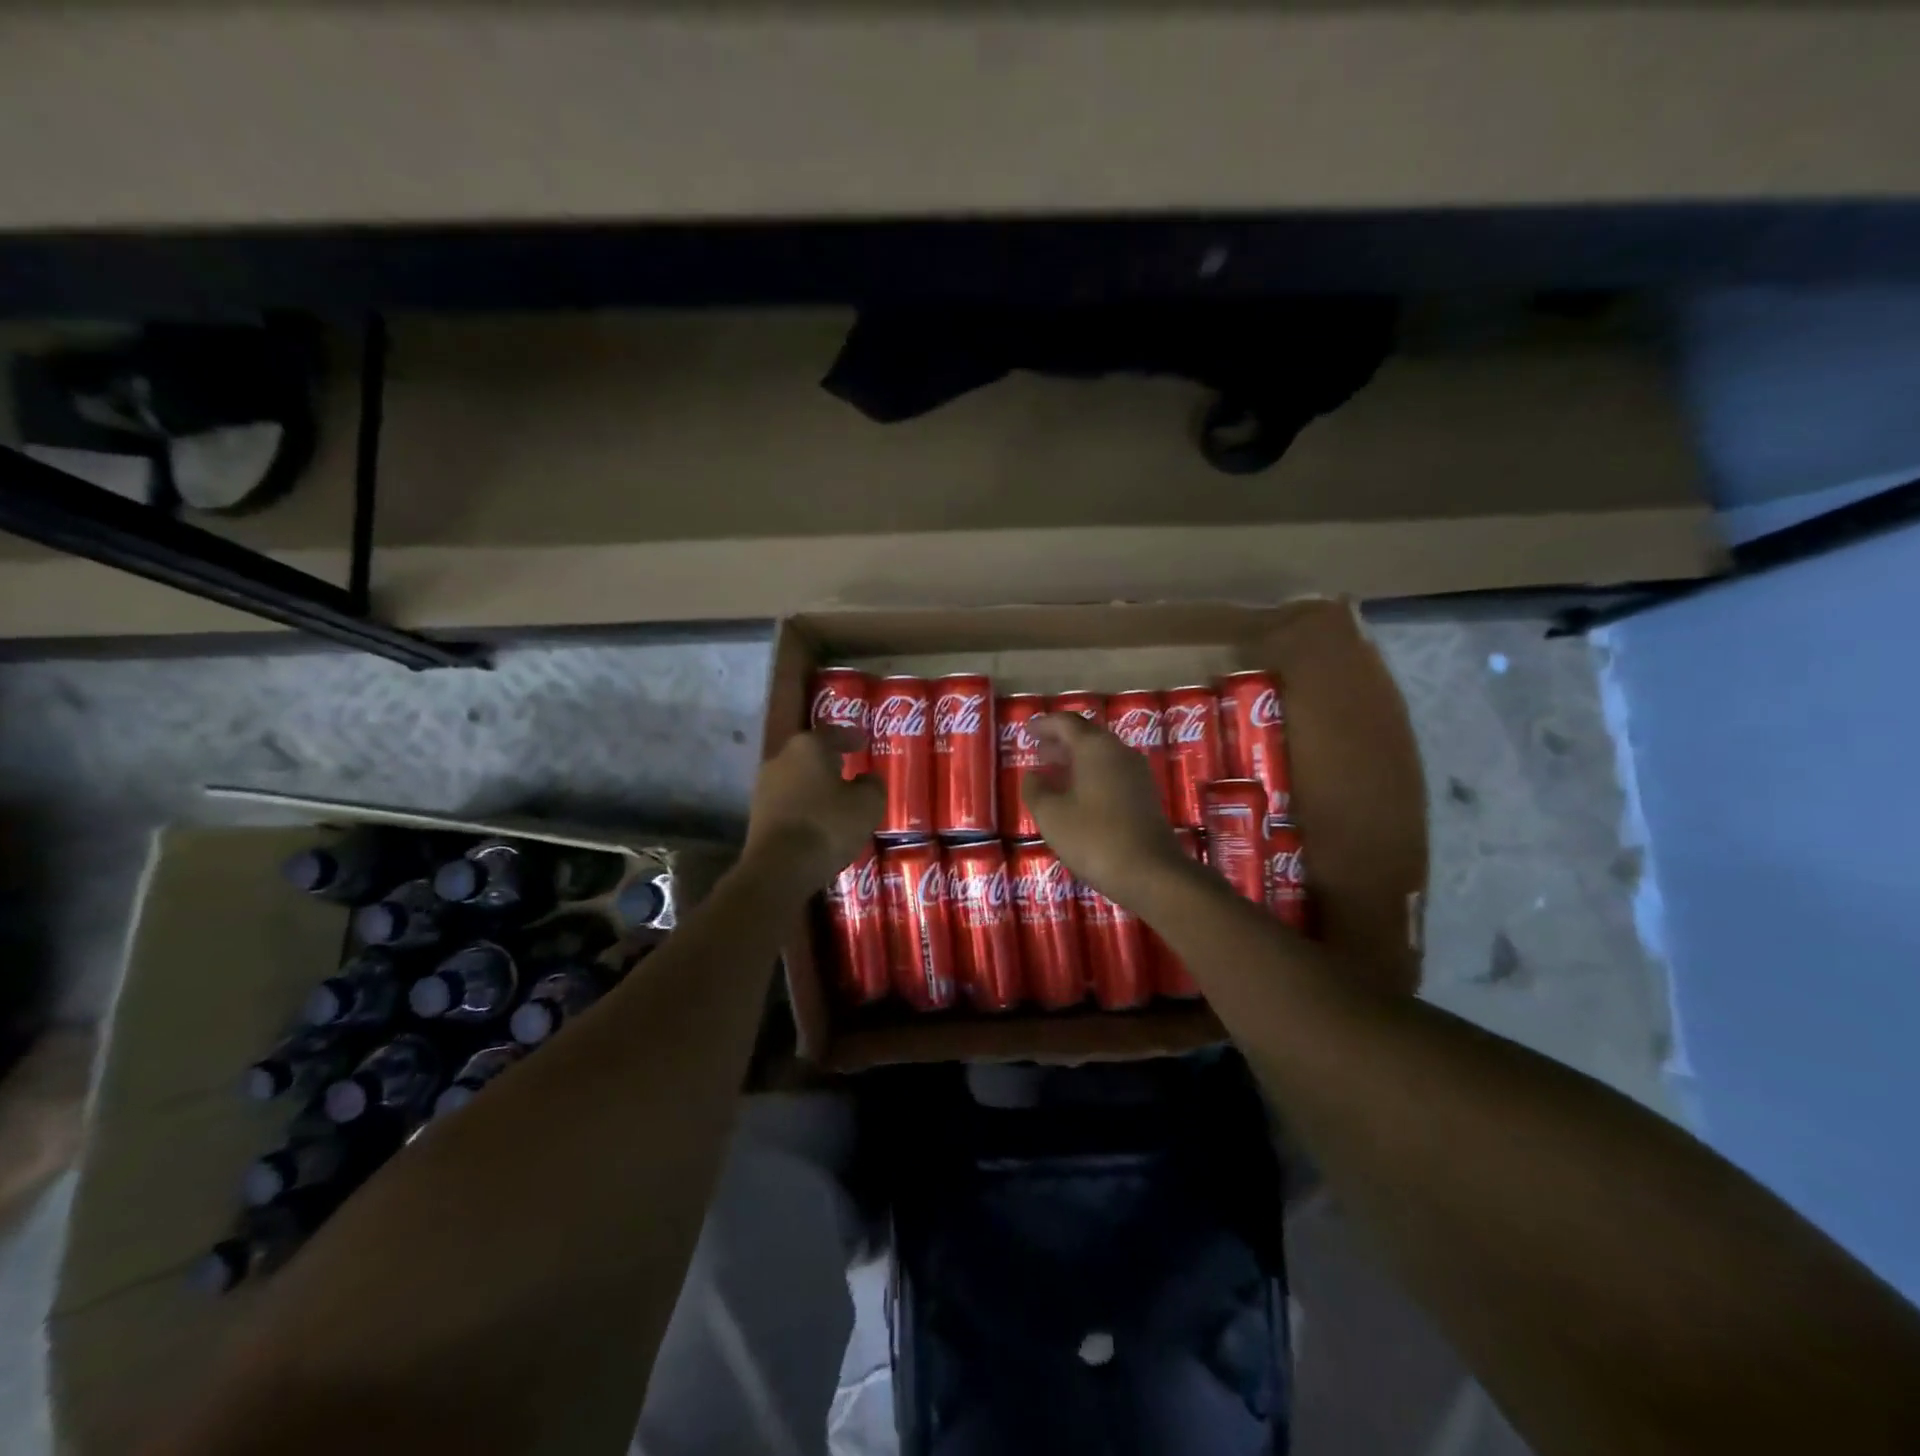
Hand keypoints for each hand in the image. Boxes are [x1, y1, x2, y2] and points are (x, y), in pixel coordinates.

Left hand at [744, 727, 885, 888]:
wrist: (779, 868)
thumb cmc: (828, 825)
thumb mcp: (868, 803)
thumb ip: (873, 785)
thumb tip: (868, 779)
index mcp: (808, 746)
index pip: (833, 733)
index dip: (851, 737)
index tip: (864, 742)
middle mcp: (780, 759)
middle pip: (811, 755)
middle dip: (830, 762)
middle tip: (851, 769)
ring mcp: (764, 787)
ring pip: (798, 780)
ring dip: (816, 787)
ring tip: (837, 799)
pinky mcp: (757, 815)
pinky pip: (789, 803)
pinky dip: (805, 807)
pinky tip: (819, 820)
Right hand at [1021, 713, 1190, 905]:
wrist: (1151, 872)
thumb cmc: (1093, 838)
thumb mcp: (1051, 815)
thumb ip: (1036, 790)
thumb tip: (1032, 775)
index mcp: (1095, 748)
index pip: (1066, 723)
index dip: (1044, 724)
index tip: (1027, 730)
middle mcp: (1118, 752)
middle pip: (1086, 736)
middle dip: (1060, 741)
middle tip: (1038, 751)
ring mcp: (1136, 773)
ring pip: (1101, 755)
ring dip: (1075, 759)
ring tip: (1053, 772)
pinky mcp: (1145, 795)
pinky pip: (1112, 773)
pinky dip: (1090, 775)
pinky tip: (1077, 795)